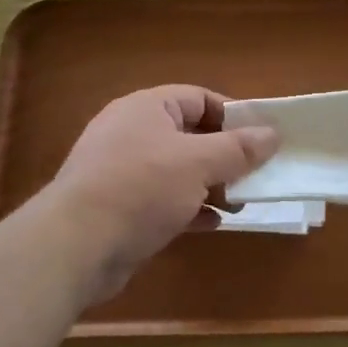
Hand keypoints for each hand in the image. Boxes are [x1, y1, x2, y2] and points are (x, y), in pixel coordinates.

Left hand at [44, 85, 277, 306]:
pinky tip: (210, 223)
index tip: (261, 139)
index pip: (199, 98)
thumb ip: (238, 149)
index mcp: (147, 108)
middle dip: (225, 156)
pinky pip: (163, 199)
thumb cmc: (140, 189)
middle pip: (191, 135)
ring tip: (238, 203)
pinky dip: (188, 207)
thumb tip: (273, 134)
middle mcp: (132, 132)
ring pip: (179, 170)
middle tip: (254, 175)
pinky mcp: (118, 206)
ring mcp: (122, 171)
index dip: (233, 116)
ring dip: (211, 185)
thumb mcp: (198, 164)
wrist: (74, 248)